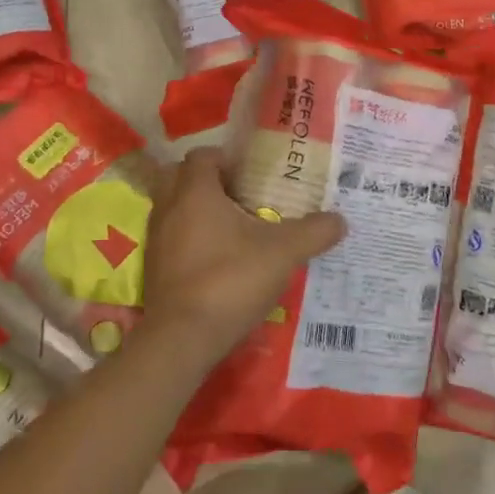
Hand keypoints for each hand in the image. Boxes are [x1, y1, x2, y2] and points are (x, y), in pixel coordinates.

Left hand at [141, 147, 345, 368]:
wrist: (183, 338)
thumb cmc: (231, 279)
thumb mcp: (284, 252)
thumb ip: (314, 232)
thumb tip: (340, 220)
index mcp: (195, 192)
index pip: (202, 156)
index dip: (227, 158)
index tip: (252, 173)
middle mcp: (168, 209)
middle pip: (180, 178)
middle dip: (208, 181)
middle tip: (242, 195)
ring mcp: (157, 241)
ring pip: (174, 210)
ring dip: (198, 211)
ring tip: (235, 228)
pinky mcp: (154, 270)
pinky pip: (172, 240)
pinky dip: (191, 240)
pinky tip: (221, 260)